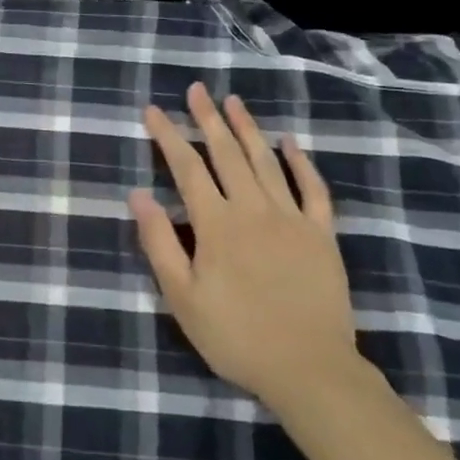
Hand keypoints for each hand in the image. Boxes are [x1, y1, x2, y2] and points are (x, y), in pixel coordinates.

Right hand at [130, 82, 362, 407]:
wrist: (310, 370)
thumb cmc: (236, 336)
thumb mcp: (182, 297)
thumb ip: (159, 242)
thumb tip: (137, 194)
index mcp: (216, 224)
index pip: (187, 167)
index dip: (168, 136)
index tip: (154, 110)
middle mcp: (253, 209)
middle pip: (227, 153)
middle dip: (208, 119)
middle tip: (197, 90)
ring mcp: (292, 218)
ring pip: (266, 161)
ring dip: (247, 128)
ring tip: (233, 102)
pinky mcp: (322, 234)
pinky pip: (312, 189)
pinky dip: (300, 162)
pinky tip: (289, 142)